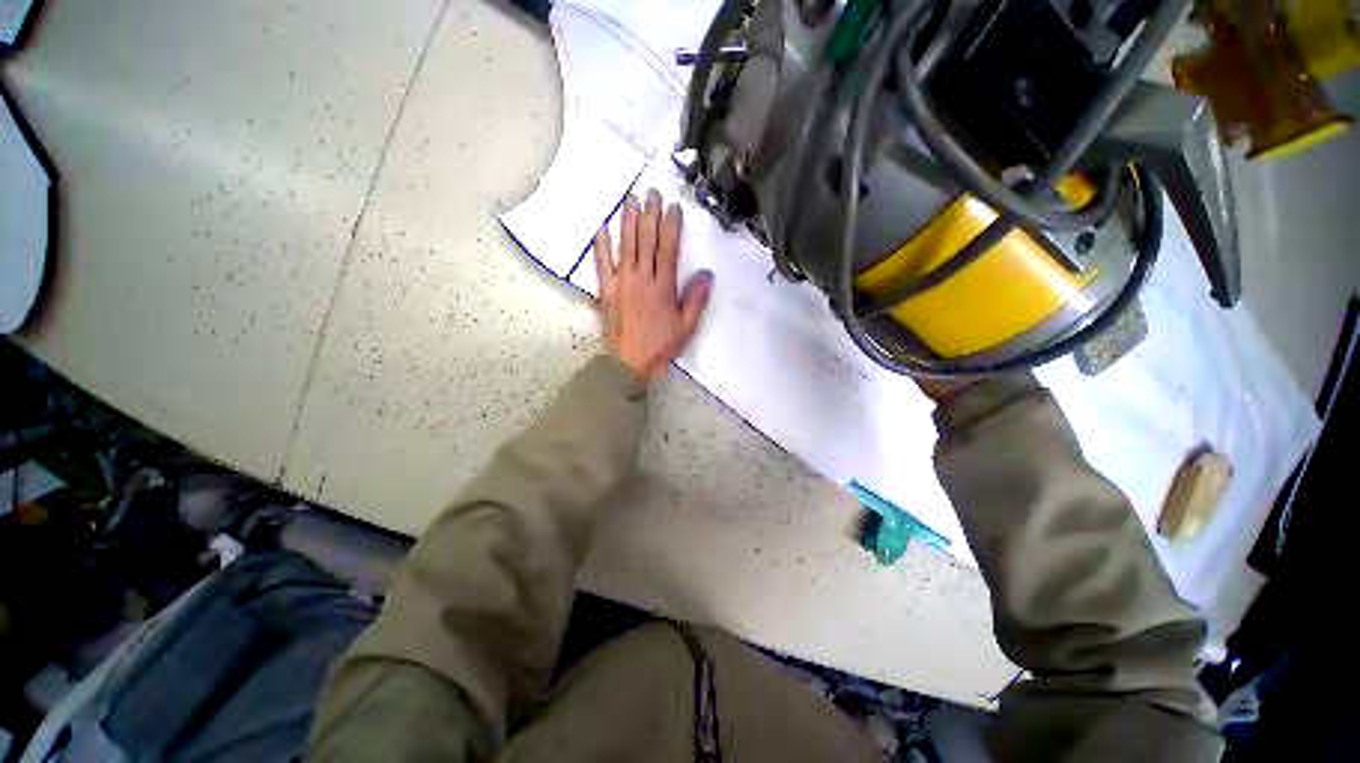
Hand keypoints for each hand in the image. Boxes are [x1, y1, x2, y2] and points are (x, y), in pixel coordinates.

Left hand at [594, 189, 713, 380]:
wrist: (629, 362)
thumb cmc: (660, 346)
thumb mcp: (686, 327)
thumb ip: (696, 300)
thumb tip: (706, 275)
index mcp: (663, 288)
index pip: (668, 249)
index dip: (671, 226)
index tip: (673, 208)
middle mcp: (641, 279)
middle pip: (646, 241)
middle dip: (650, 215)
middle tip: (651, 193)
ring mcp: (621, 283)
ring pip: (625, 246)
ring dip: (628, 221)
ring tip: (630, 200)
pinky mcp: (606, 290)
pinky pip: (603, 264)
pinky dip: (601, 246)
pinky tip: (602, 229)